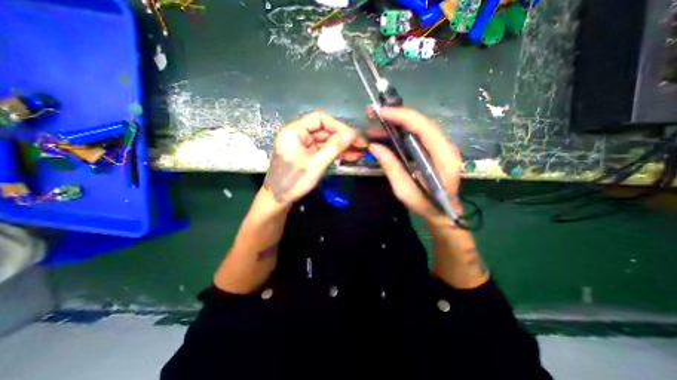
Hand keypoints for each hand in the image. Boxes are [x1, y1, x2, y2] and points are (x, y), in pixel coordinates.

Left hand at [261, 111, 364, 204]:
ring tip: (359, 152)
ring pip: (325, 142)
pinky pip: (322, 151)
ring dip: (341, 147)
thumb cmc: (293, 181)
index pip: (320, 119)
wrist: (277, 200)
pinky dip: (334, 154)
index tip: (354, 136)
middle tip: (361, 145)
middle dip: (343, 138)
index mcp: (294, 131)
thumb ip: (334, 147)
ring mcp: (302, 146)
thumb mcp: (316, 164)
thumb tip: (353, 134)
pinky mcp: (306, 156)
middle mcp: (298, 135)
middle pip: (324, 131)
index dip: (339, 126)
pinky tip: (349, 157)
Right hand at [368, 107, 462, 225]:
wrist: (443, 212)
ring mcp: (441, 147)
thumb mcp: (404, 190)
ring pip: (419, 127)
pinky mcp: (435, 150)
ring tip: (377, 125)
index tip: (381, 113)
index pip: (423, 127)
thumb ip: (391, 167)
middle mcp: (446, 146)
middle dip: (397, 116)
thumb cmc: (425, 204)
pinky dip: (402, 131)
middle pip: (421, 123)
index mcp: (443, 156)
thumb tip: (374, 146)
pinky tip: (388, 134)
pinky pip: (418, 135)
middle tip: (374, 115)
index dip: (402, 116)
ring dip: (398, 123)